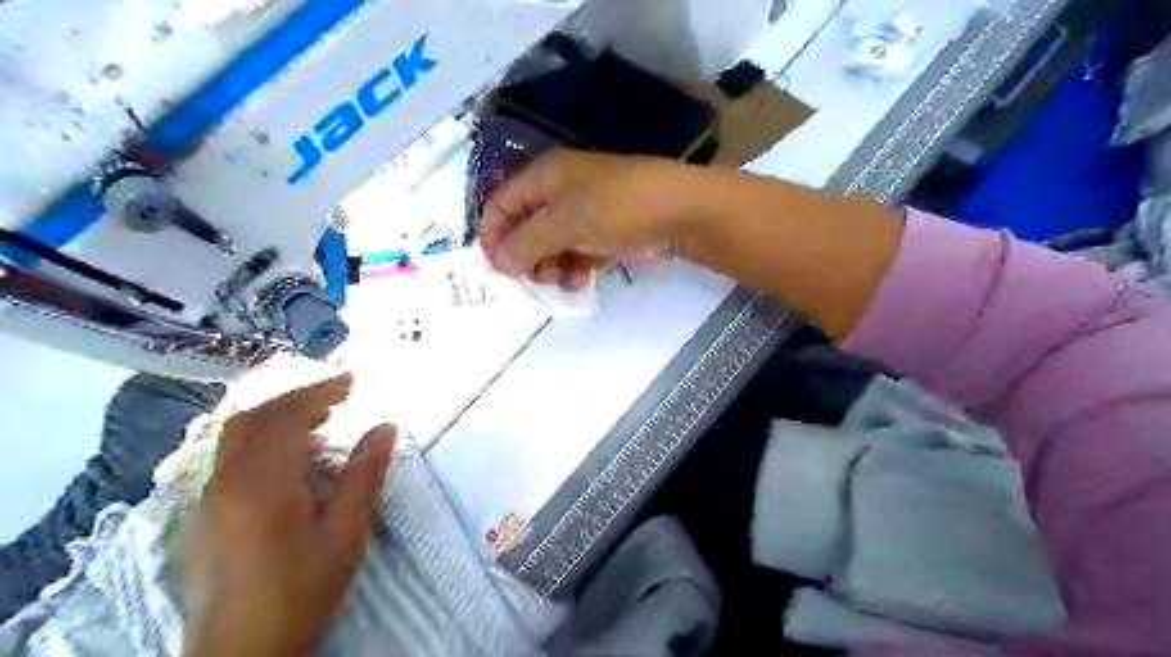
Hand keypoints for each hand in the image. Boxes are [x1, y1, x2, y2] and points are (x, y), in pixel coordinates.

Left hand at [177, 375, 394, 656]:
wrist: (240, 652)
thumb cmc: (299, 591)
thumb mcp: (345, 534)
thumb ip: (363, 475)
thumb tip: (386, 427)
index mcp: (261, 483)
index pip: (286, 417)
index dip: (320, 392)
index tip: (353, 381)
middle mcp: (225, 481)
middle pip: (255, 418)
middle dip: (299, 398)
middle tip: (340, 395)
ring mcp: (209, 497)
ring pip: (237, 434)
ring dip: (279, 416)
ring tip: (321, 420)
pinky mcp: (206, 513)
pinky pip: (231, 456)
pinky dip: (264, 438)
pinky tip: (293, 457)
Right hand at [477, 151, 702, 289]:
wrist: (680, 211)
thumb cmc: (615, 209)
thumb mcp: (564, 223)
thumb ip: (526, 243)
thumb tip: (498, 261)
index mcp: (543, 176)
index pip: (501, 204)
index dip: (493, 236)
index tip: (497, 269)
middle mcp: (560, 190)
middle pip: (525, 227)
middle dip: (526, 256)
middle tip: (536, 278)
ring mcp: (585, 210)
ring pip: (551, 243)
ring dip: (551, 266)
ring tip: (563, 280)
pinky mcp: (605, 230)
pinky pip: (578, 250)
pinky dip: (575, 266)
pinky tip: (583, 280)